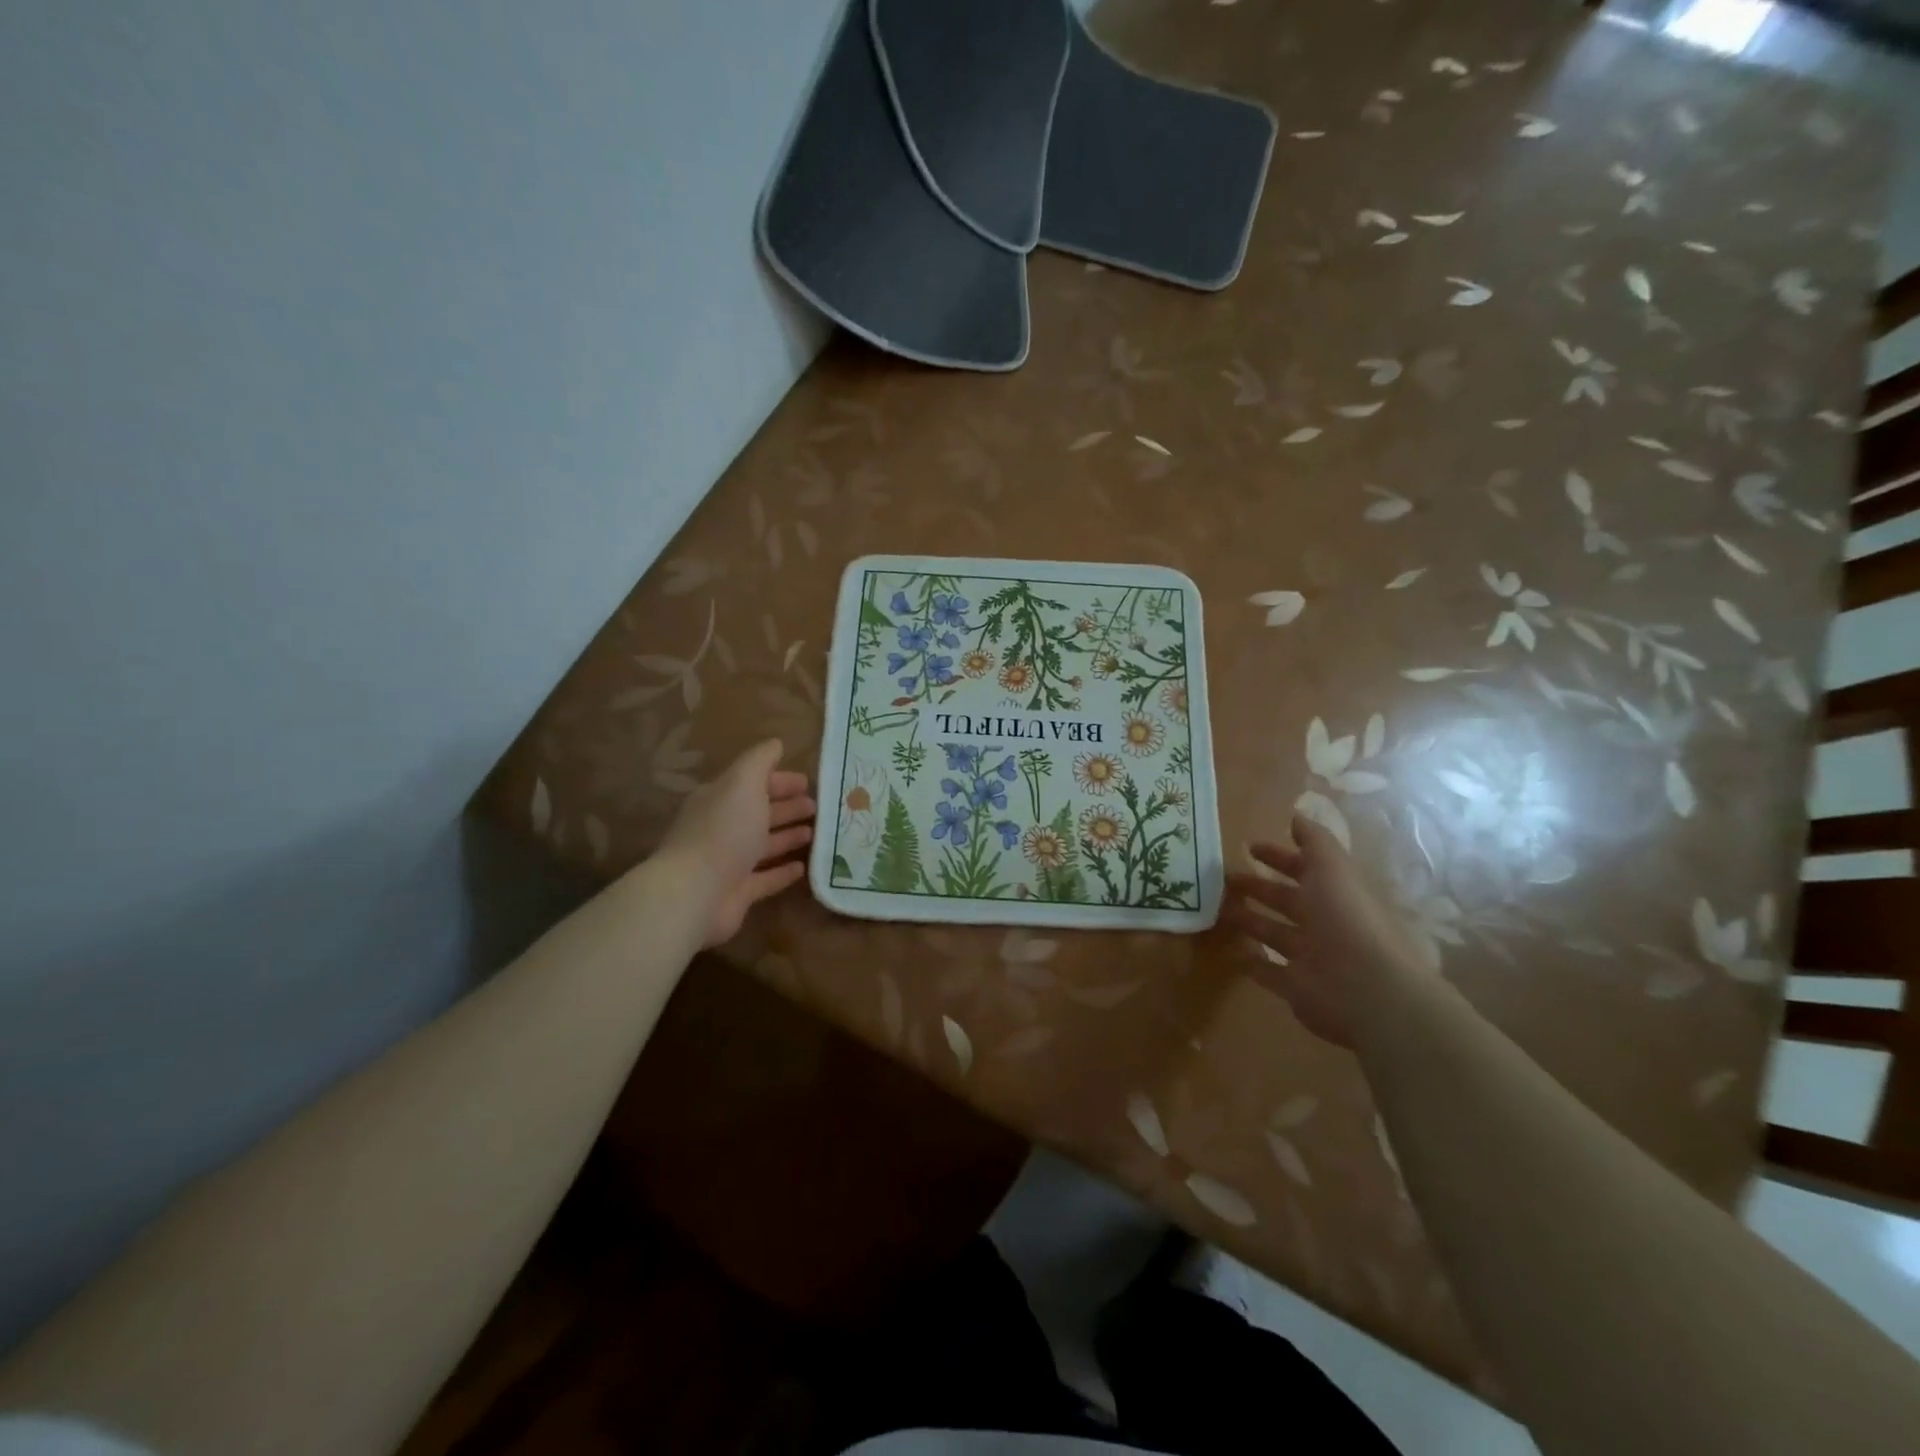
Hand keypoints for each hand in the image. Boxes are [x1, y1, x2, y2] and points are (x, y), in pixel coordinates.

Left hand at [657, 739, 814, 947]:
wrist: (695, 891)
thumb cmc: (723, 830)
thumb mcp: (743, 782)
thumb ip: (760, 761)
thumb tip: (776, 743)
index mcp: (720, 799)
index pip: (753, 784)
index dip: (780, 780)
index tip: (808, 782)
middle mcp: (722, 828)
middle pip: (759, 813)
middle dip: (788, 807)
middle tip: (817, 808)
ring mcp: (729, 862)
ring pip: (764, 845)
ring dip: (788, 837)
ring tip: (815, 833)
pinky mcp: (738, 893)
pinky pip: (765, 879)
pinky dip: (783, 872)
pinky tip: (803, 868)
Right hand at [1223, 815, 1426, 1049]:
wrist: (1369, 989)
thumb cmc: (1347, 919)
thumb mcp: (1332, 868)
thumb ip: (1314, 841)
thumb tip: (1295, 816)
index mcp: (1333, 892)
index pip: (1302, 868)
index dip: (1277, 856)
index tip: (1247, 846)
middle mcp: (1322, 922)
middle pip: (1285, 900)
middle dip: (1256, 887)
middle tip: (1222, 878)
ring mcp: (1309, 956)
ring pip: (1273, 933)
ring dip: (1249, 920)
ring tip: (1217, 909)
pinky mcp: (1295, 987)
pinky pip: (1268, 972)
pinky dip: (1251, 962)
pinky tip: (1230, 952)